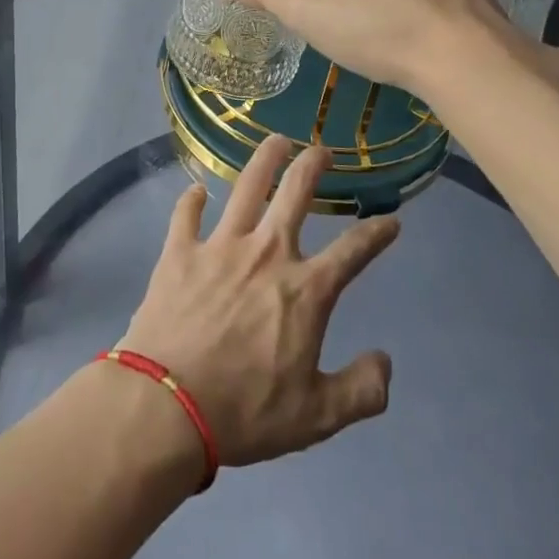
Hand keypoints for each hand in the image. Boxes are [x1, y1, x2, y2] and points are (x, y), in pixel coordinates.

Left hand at [118, 136, 399, 467]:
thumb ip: (361, 390)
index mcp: (304, 289)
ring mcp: (220, 246)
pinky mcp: (180, 252)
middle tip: (322, 150)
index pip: (353, 251)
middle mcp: (266, 253)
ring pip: (246, 187)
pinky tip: (197, 191)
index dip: (377, 233)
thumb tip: (386, 362)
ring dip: (264, 160)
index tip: (391, 220)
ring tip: (276, 141)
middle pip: (295, 193)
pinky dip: (192, 200)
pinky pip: (186, 214)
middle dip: (313, 165)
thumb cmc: (245, 412)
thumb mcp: (317, 417)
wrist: (167, 406)